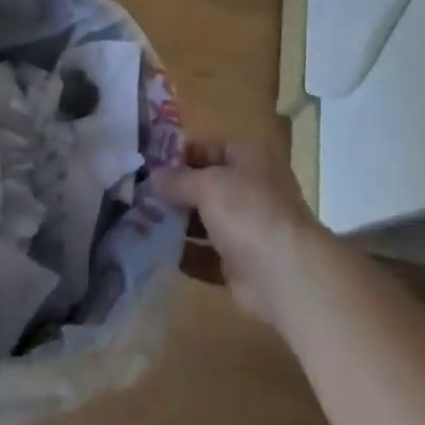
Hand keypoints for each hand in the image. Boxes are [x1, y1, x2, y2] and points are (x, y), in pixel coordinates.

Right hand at [153, 139, 328, 327]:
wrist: (285, 276)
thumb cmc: (248, 212)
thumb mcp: (208, 185)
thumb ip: (178, 180)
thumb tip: (153, 177)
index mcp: (248, 159)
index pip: (208, 149)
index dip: (180, 156)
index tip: (148, 166)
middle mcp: (248, 190)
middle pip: (205, 186)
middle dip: (175, 192)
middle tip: (139, 198)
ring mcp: (245, 229)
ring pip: (204, 222)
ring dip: (176, 224)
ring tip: (139, 224)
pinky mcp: (239, 266)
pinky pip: (206, 256)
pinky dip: (185, 255)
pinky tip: (156, 253)